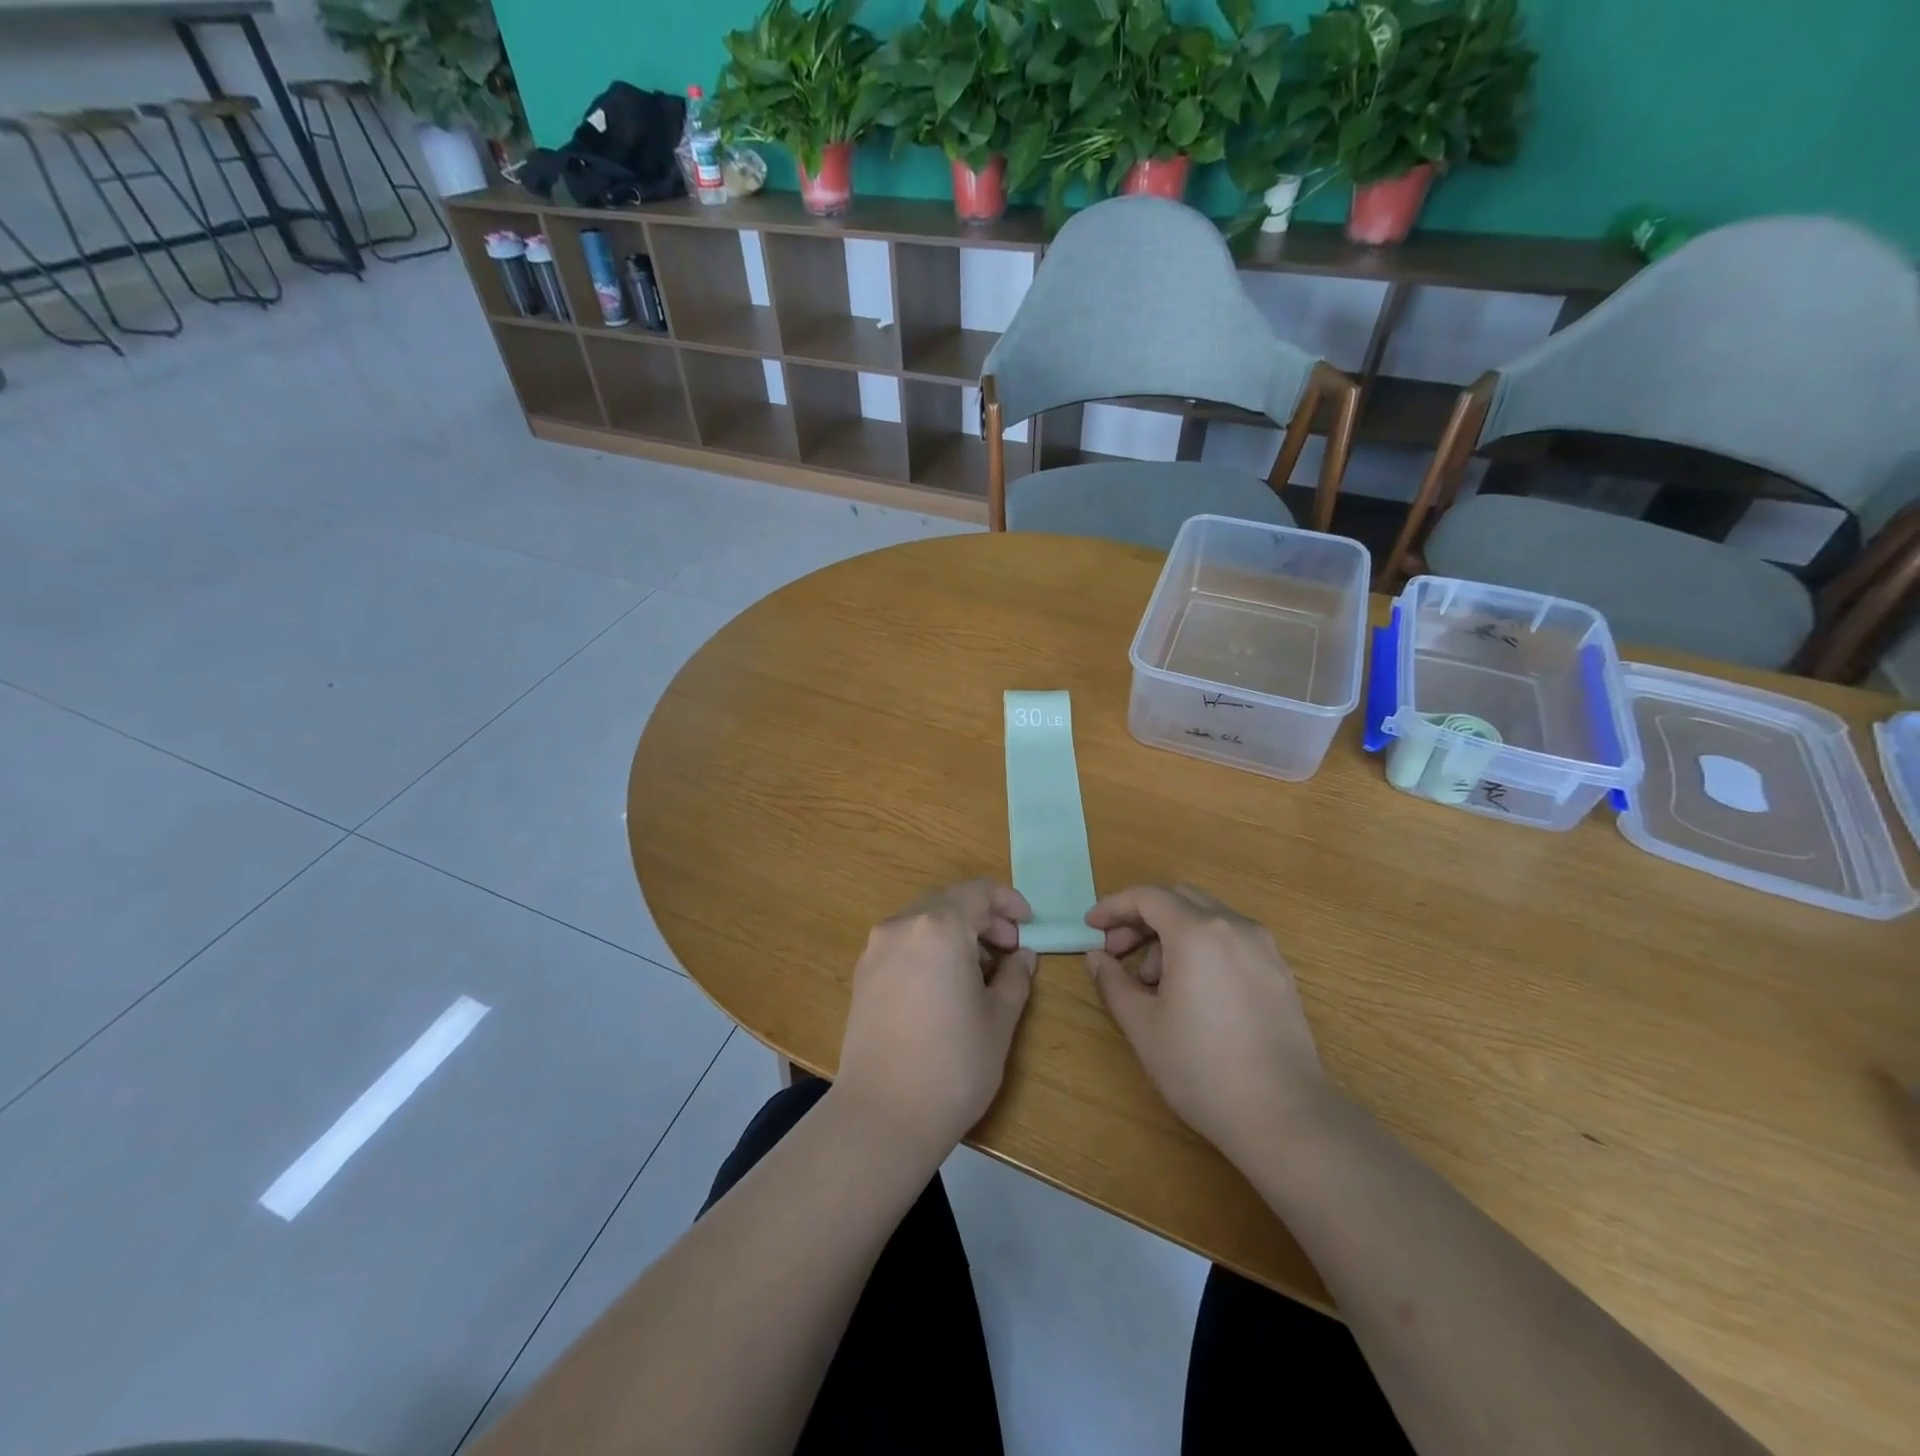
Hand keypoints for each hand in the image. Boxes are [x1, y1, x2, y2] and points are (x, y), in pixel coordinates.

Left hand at [835, 880, 1036, 1159]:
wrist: (883, 1115)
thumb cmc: (954, 1064)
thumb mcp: (999, 1020)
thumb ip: (1015, 978)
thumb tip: (1022, 956)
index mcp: (939, 927)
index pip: (978, 892)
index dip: (1008, 901)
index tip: (1028, 923)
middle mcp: (902, 926)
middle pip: (948, 902)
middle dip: (982, 917)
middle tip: (1009, 948)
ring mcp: (876, 949)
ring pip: (923, 921)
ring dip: (955, 932)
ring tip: (980, 970)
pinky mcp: (863, 975)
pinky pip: (903, 943)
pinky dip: (929, 948)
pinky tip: (945, 984)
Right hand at [1085, 885, 1332, 1167]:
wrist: (1285, 1116)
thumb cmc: (1202, 1067)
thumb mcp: (1142, 1025)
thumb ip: (1113, 982)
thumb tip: (1096, 958)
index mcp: (1198, 932)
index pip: (1147, 897)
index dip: (1113, 906)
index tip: (1091, 926)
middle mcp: (1234, 926)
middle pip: (1178, 899)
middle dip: (1141, 918)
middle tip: (1116, 951)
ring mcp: (1263, 948)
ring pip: (1206, 918)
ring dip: (1170, 934)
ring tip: (1153, 982)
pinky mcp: (1279, 972)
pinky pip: (1230, 940)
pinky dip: (1200, 948)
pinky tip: (1190, 991)